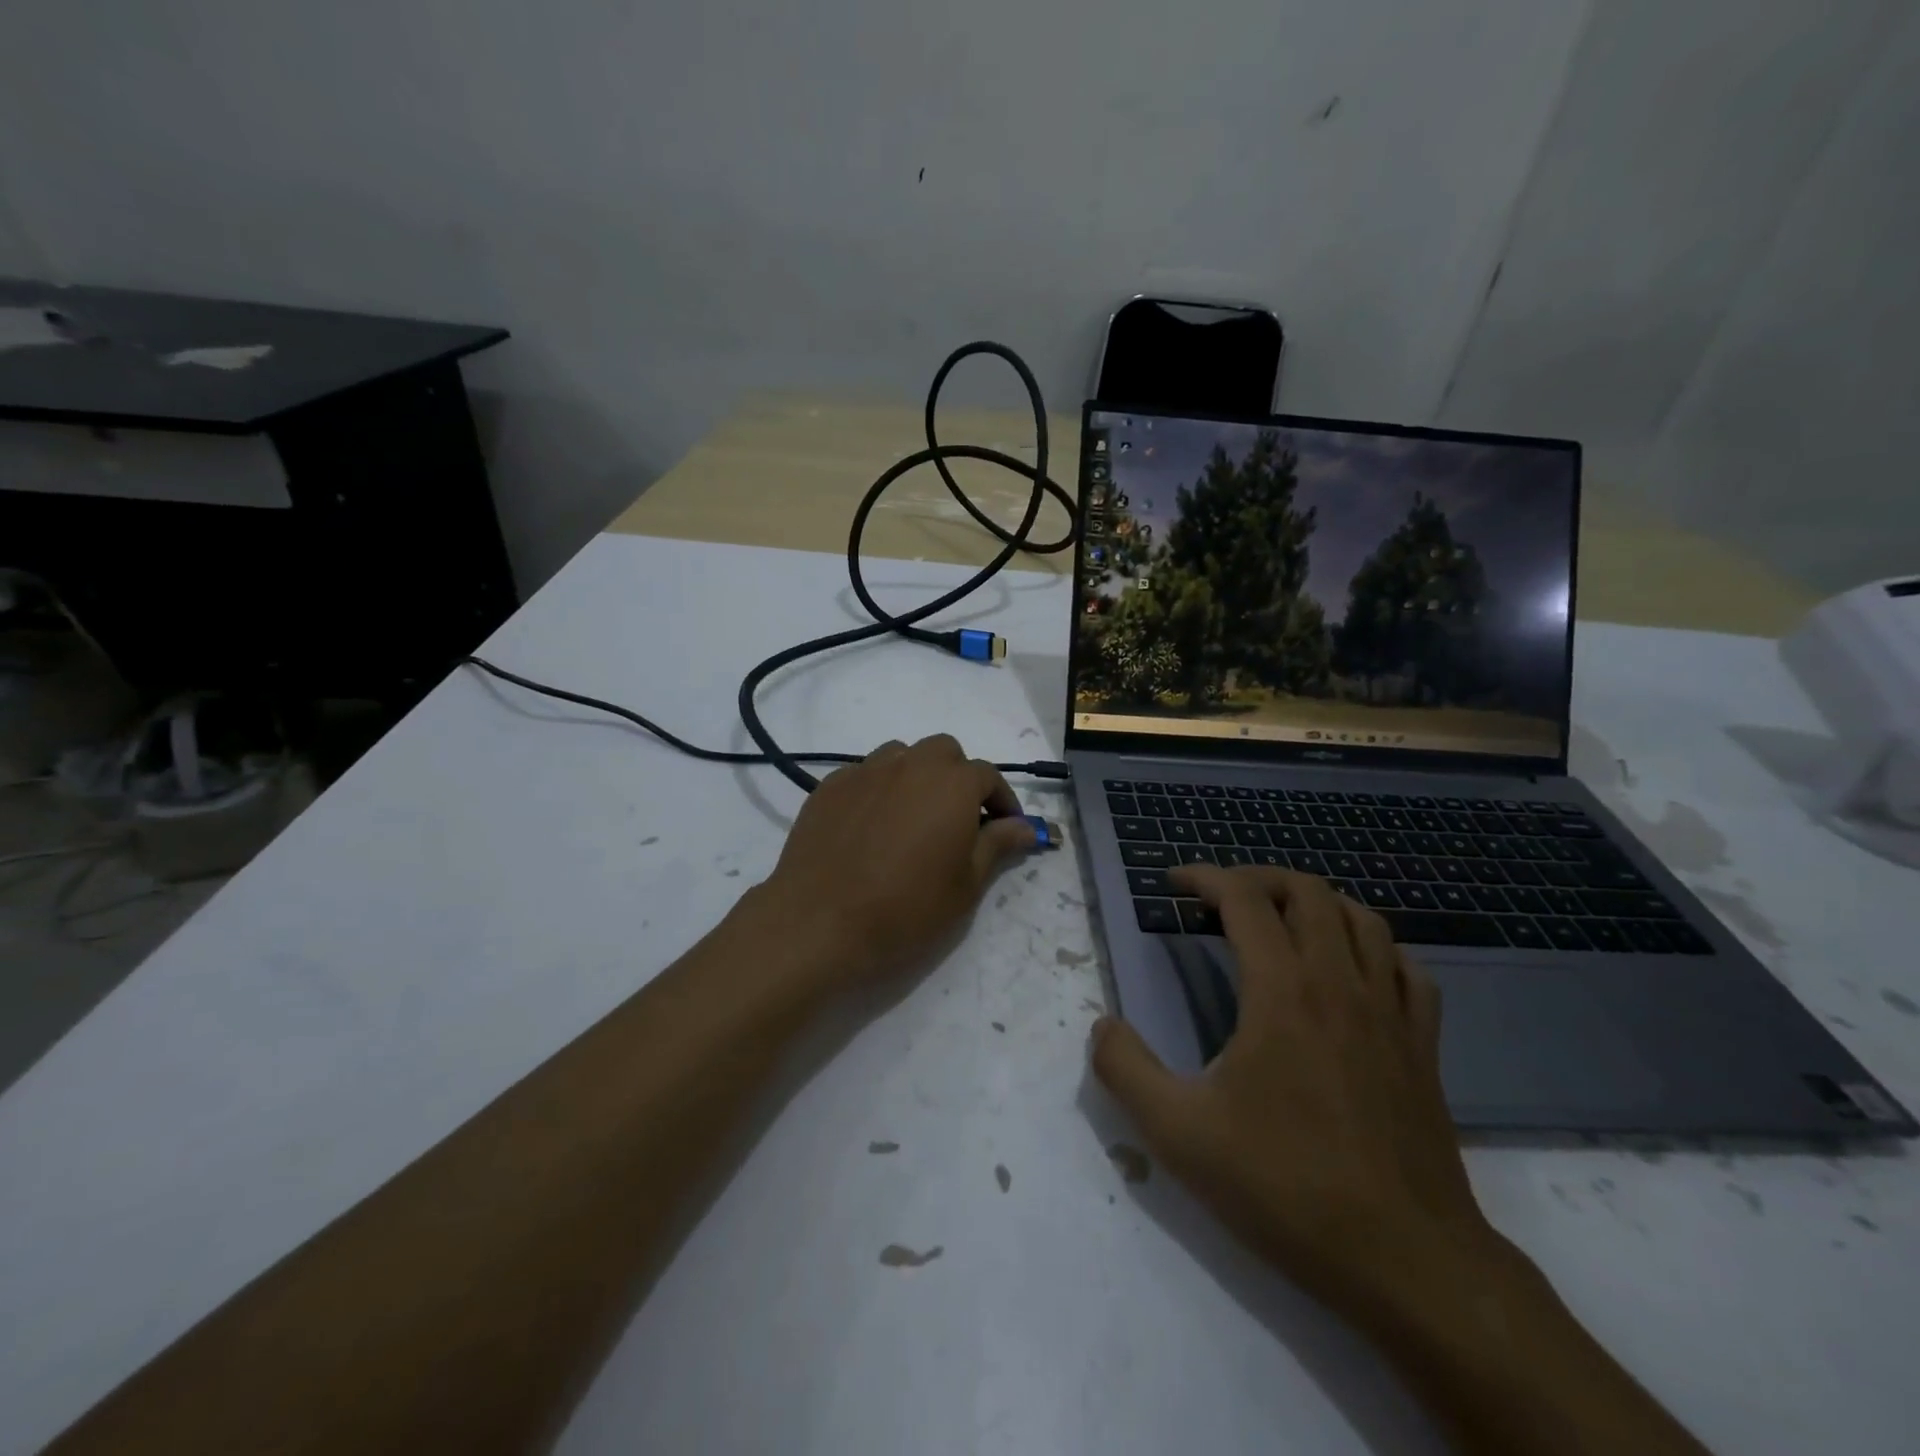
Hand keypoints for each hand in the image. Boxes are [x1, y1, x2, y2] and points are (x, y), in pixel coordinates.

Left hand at [752, 735, 1035, 989]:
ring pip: (902, 756)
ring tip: (912, 819)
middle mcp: (911, 764)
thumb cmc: (906, 908)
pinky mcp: (830, 786)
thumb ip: (997, 845)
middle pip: (945, 753)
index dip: (1002, 801)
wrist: (820, 922)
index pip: (988, 776)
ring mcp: (865, 770)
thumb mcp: (966, 886)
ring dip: (917, 777)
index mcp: (952, 783)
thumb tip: (1026, 827)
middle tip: (957, 821)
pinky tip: (871, 827)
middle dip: (958, 779)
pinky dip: (879, 790)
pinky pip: (865, 775)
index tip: (1005, 829)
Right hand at [1090, 865, 1500, 1327]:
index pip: (1244, 899)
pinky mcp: (1424, 1047)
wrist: (1406, 1263)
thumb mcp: (1178, 1135)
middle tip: (1223, 898)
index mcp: (1282, 992)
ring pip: (1362, 919)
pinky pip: (1407, 968)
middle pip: (1307, 892)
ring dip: (1316, 903)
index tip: (1175, 882)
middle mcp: (1339, 984)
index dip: (1205, 877)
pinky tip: (1355, 971)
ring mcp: (1390, 1013)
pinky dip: (1374, 948)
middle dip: (1258, 879)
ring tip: (1282, 921)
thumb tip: (1102, 1026)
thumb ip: (1125, 1070)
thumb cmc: (1286, 1187)